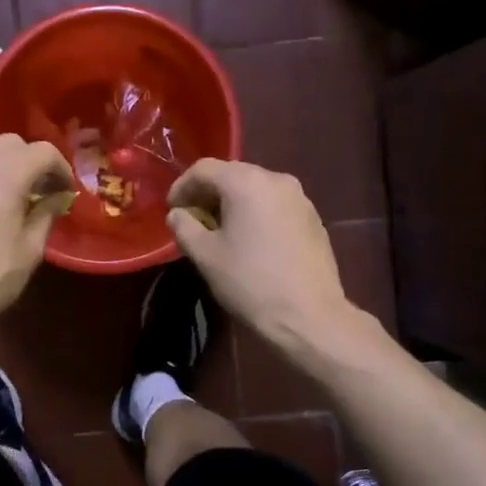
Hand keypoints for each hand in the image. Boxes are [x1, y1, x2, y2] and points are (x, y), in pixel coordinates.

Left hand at [0, 135, 75, 332]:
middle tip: (36, 190)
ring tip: (2, 192)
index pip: (42, 151)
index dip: (60, 168)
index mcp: (5, 173)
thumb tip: (53, 200)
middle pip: (9, 143)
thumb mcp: (28, 253)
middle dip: (28, 161)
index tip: (65, 191)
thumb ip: (44, 217)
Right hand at [167, 159, 353, 347]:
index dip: (182, 186)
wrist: (309, 316)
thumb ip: (184, 227)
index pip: (204, 169)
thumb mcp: (205, 256)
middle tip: (192, 219)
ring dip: (233, 203)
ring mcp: (299, 198)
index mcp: (246, 182)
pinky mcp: (313, 217)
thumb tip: (178, 214)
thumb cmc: (250, 282)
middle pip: (232, 174)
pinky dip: (256, 212)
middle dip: (208, 193)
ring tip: (220, 230)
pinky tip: (250, 240)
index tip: (172, 210)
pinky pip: (275, 204)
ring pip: (255, 188)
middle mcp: (276, 179)